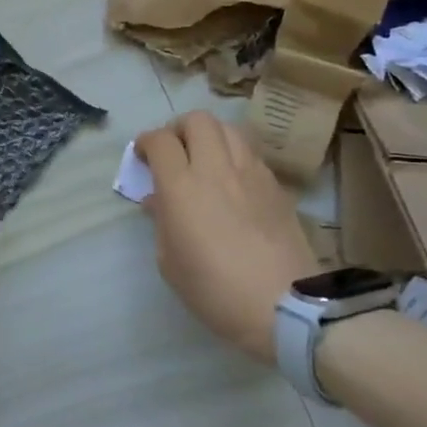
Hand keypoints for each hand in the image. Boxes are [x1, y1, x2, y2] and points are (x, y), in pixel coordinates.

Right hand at [136, 112, 318, 363]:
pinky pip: (250, 154)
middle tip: (173, 151)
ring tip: (204, 160)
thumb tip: (159, 200)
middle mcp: (216, 169)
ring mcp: (251, 173)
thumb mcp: (170, 262)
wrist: (284, 305)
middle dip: (178, 129)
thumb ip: (161, 221)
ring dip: (210, 137)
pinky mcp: (276, 186)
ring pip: (228, 129)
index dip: (146, 142)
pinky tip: (232, 181)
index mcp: (182, 186)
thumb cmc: (214, 290)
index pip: (160, 141)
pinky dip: (234, 156)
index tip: (142, 156)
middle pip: (197, 120)